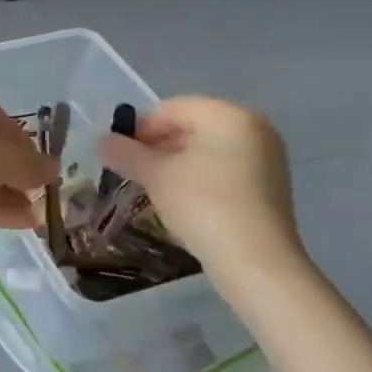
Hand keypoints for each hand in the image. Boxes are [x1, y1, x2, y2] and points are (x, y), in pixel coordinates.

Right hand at [98, 96, 304, 273]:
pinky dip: (199, 178)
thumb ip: (126, 153)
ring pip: (207, 150)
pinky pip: (224, 170)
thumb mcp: (156, 175)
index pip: (171, 108)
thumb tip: (102, 141)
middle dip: (158, 147)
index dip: (139, 129)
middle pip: (191, 127)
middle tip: (133, 172)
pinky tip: (183, 202)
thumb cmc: (203, 204)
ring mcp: (267, 158)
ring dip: (176, 164)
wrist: (256, 262)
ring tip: (154, 189)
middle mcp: (254, 128)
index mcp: (228, 115)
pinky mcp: (269, 186)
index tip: (119, 154)